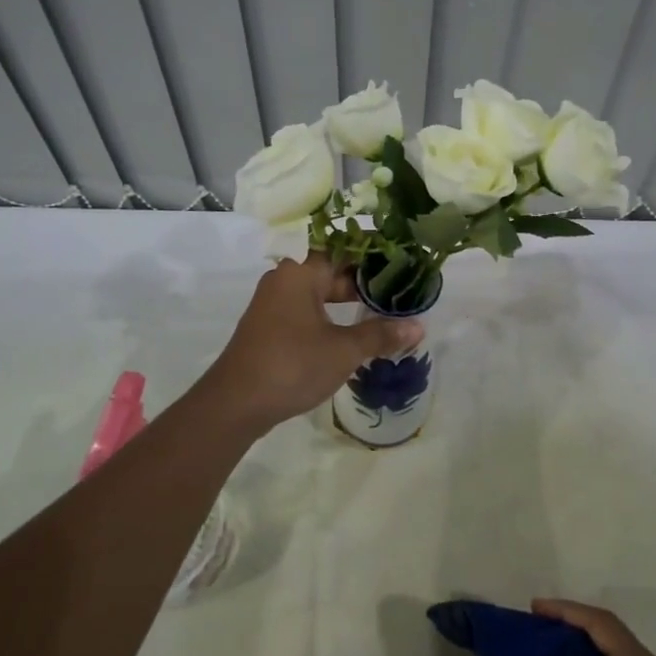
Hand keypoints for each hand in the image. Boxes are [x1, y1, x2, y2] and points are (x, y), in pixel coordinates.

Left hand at [204, 255, 423, 431]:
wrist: (236, 404)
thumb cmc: (293, 365)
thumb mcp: (344, 350)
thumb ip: (380, 335)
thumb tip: (419, 327)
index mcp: (300, 273)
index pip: (344, 252)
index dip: (375, 258)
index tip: (402, 264)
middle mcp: (284, 280)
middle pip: (331, 272)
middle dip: (364, 283)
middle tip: (399, 292)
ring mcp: (273, 305)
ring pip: (319, 294)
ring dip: (348, 302)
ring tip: (382, 312)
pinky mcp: (269, 327)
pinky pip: (307, 311)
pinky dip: (330, 317)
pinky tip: (352, 333)